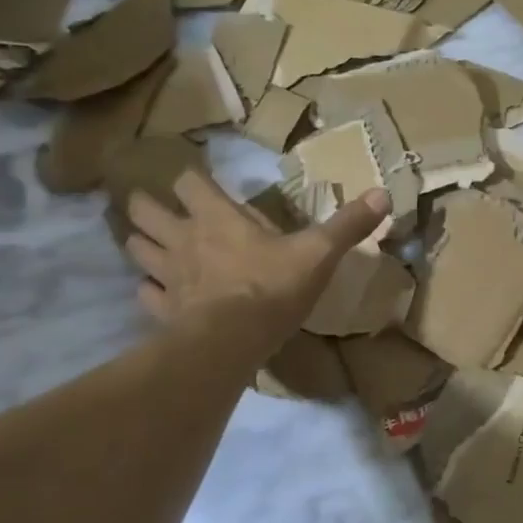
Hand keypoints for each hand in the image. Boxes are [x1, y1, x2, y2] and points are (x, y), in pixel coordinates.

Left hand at [124, 170, 389, 356]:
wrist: (232, 343)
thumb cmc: (273, 288)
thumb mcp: (320, 252)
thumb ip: (348, 224)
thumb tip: (384, 194)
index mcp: (218, 217)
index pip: (189, 182)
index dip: (191, 179)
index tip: (197, 181)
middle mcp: (185, 238)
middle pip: (146, 211)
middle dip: (146, 205)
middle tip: (154, 206)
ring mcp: (168, 275)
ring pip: (137, 249)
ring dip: (141, 243)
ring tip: (149, 244)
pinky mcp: (163, 310)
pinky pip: (145, 294)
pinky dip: (148, 290)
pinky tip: (157, 292)